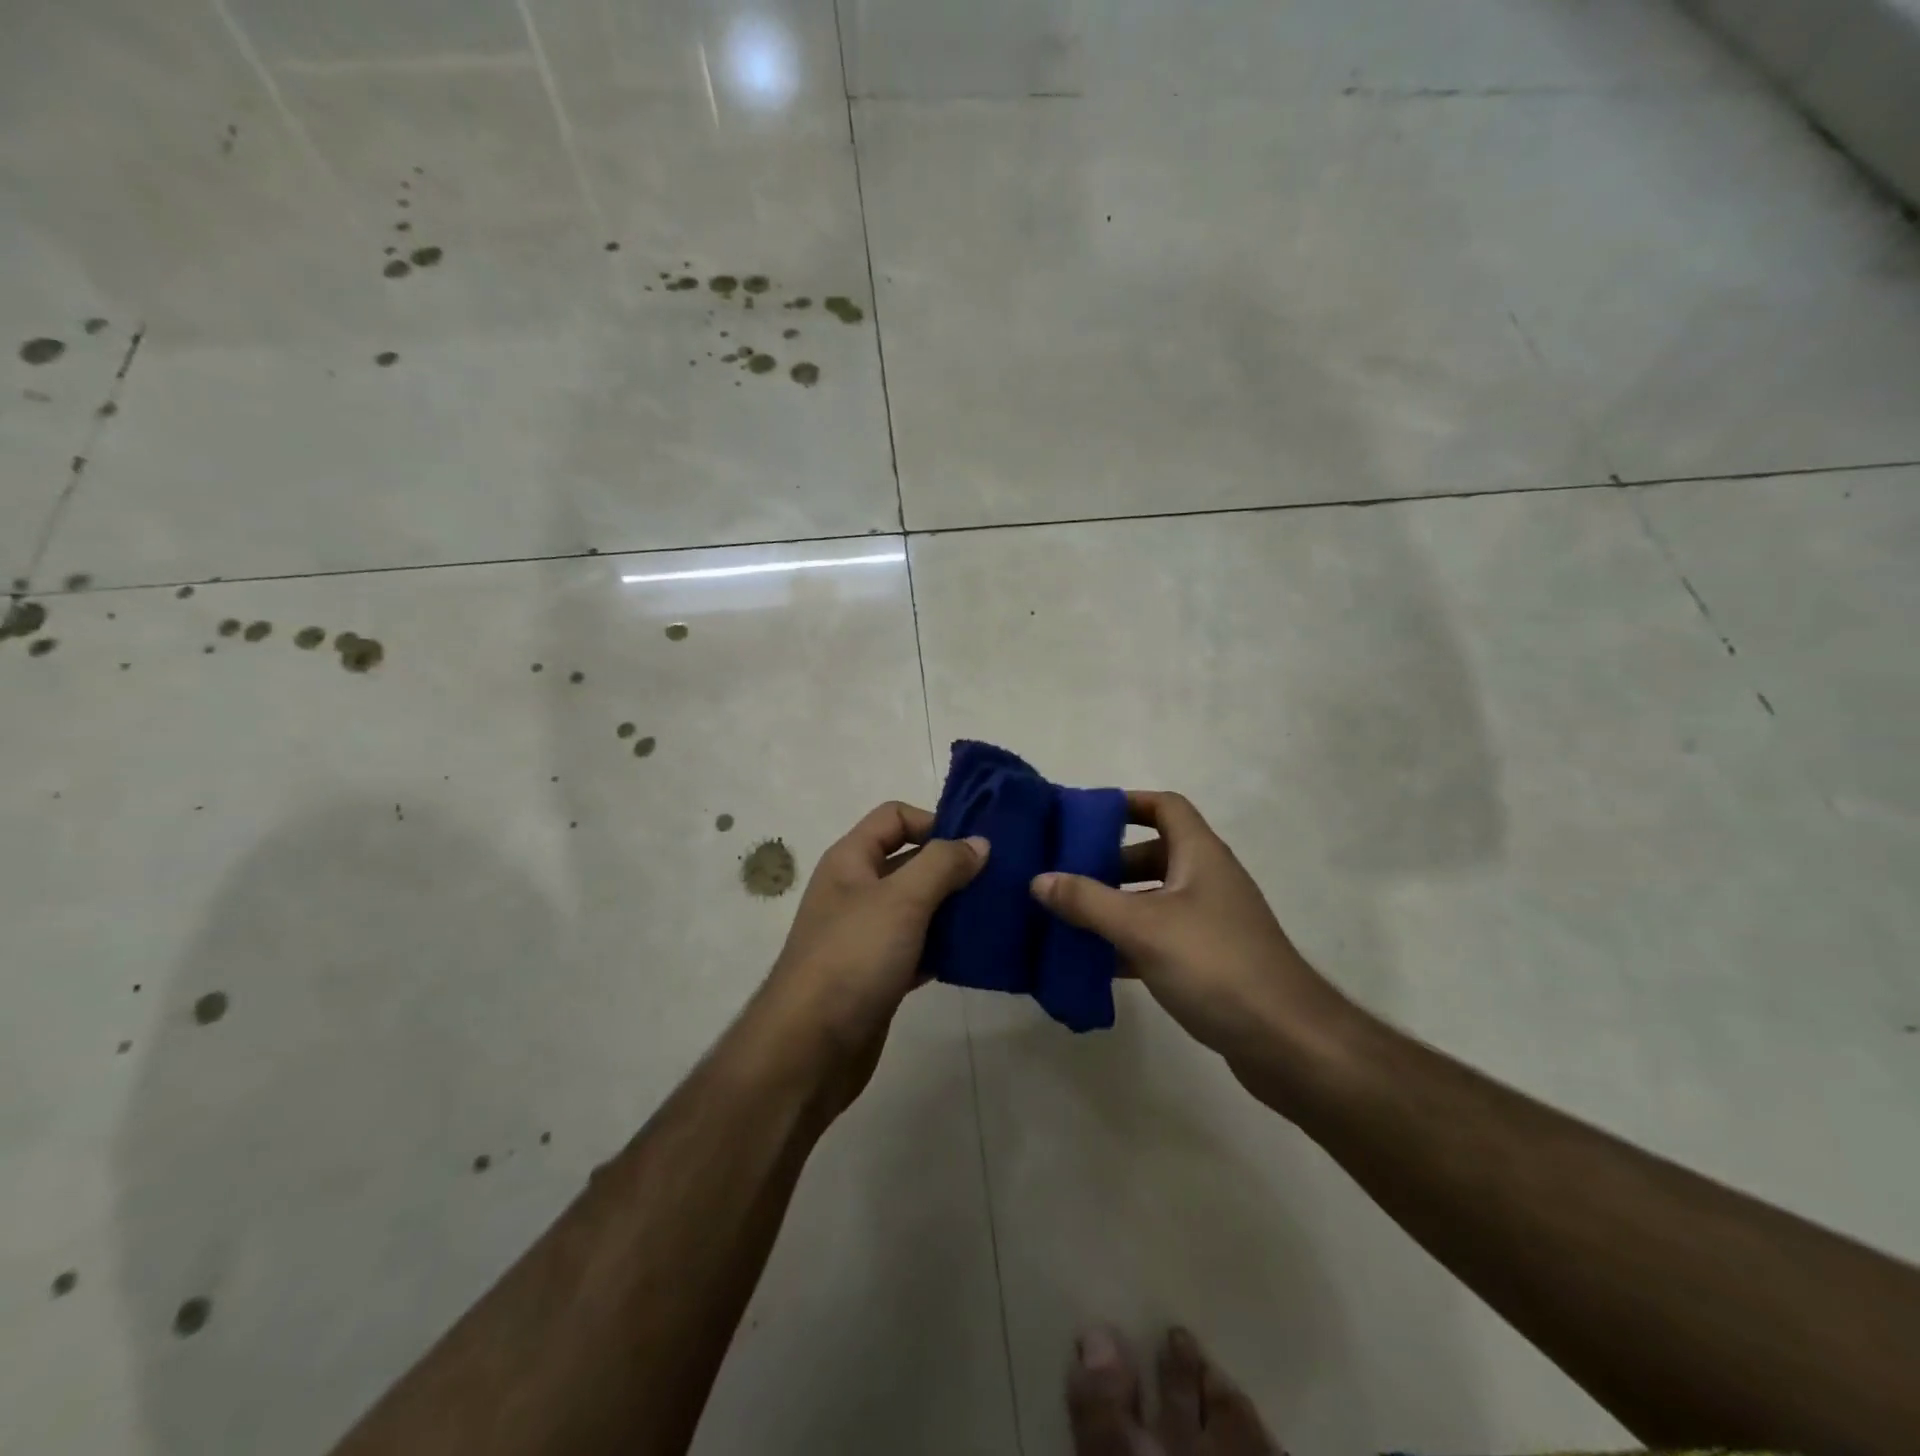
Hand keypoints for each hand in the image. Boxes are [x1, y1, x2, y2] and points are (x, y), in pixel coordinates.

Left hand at [758, 802, 986, 1094]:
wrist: (808, 1049)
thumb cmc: (853, 958)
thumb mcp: (901, 899)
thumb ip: (942, 864)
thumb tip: (979, 843)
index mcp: (851, 860)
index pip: (895, 817)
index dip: (934, 821)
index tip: (975, 845)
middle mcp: (857, 890)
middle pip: (911, 861)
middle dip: (953, 867)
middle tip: (1000, 880)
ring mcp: (867, 935)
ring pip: (918, 907)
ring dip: (954, 908)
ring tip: (997, 914)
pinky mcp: (879, 974)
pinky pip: (919, 947)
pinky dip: (944, 947)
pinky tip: (975, 954)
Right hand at [1031, 791, 1354, 1092]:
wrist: (1287, 1042)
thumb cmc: (1215, 964)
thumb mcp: (1143, 927)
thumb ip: (1088, 901)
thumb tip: (1039, 879)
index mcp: (1200, 855)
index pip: (1165, 807)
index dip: (1127, 803)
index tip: (1084, 818)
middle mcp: (1207, 881)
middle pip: (1154, 854)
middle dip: (1109, 862)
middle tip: (1065, 874)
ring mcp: (1211, 923)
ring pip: (1154, 900)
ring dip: (1115, 906)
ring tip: (1068, 917)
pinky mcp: (1209, 962)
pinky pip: (1160, 939)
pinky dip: (1129, 944)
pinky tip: (1094, 963)